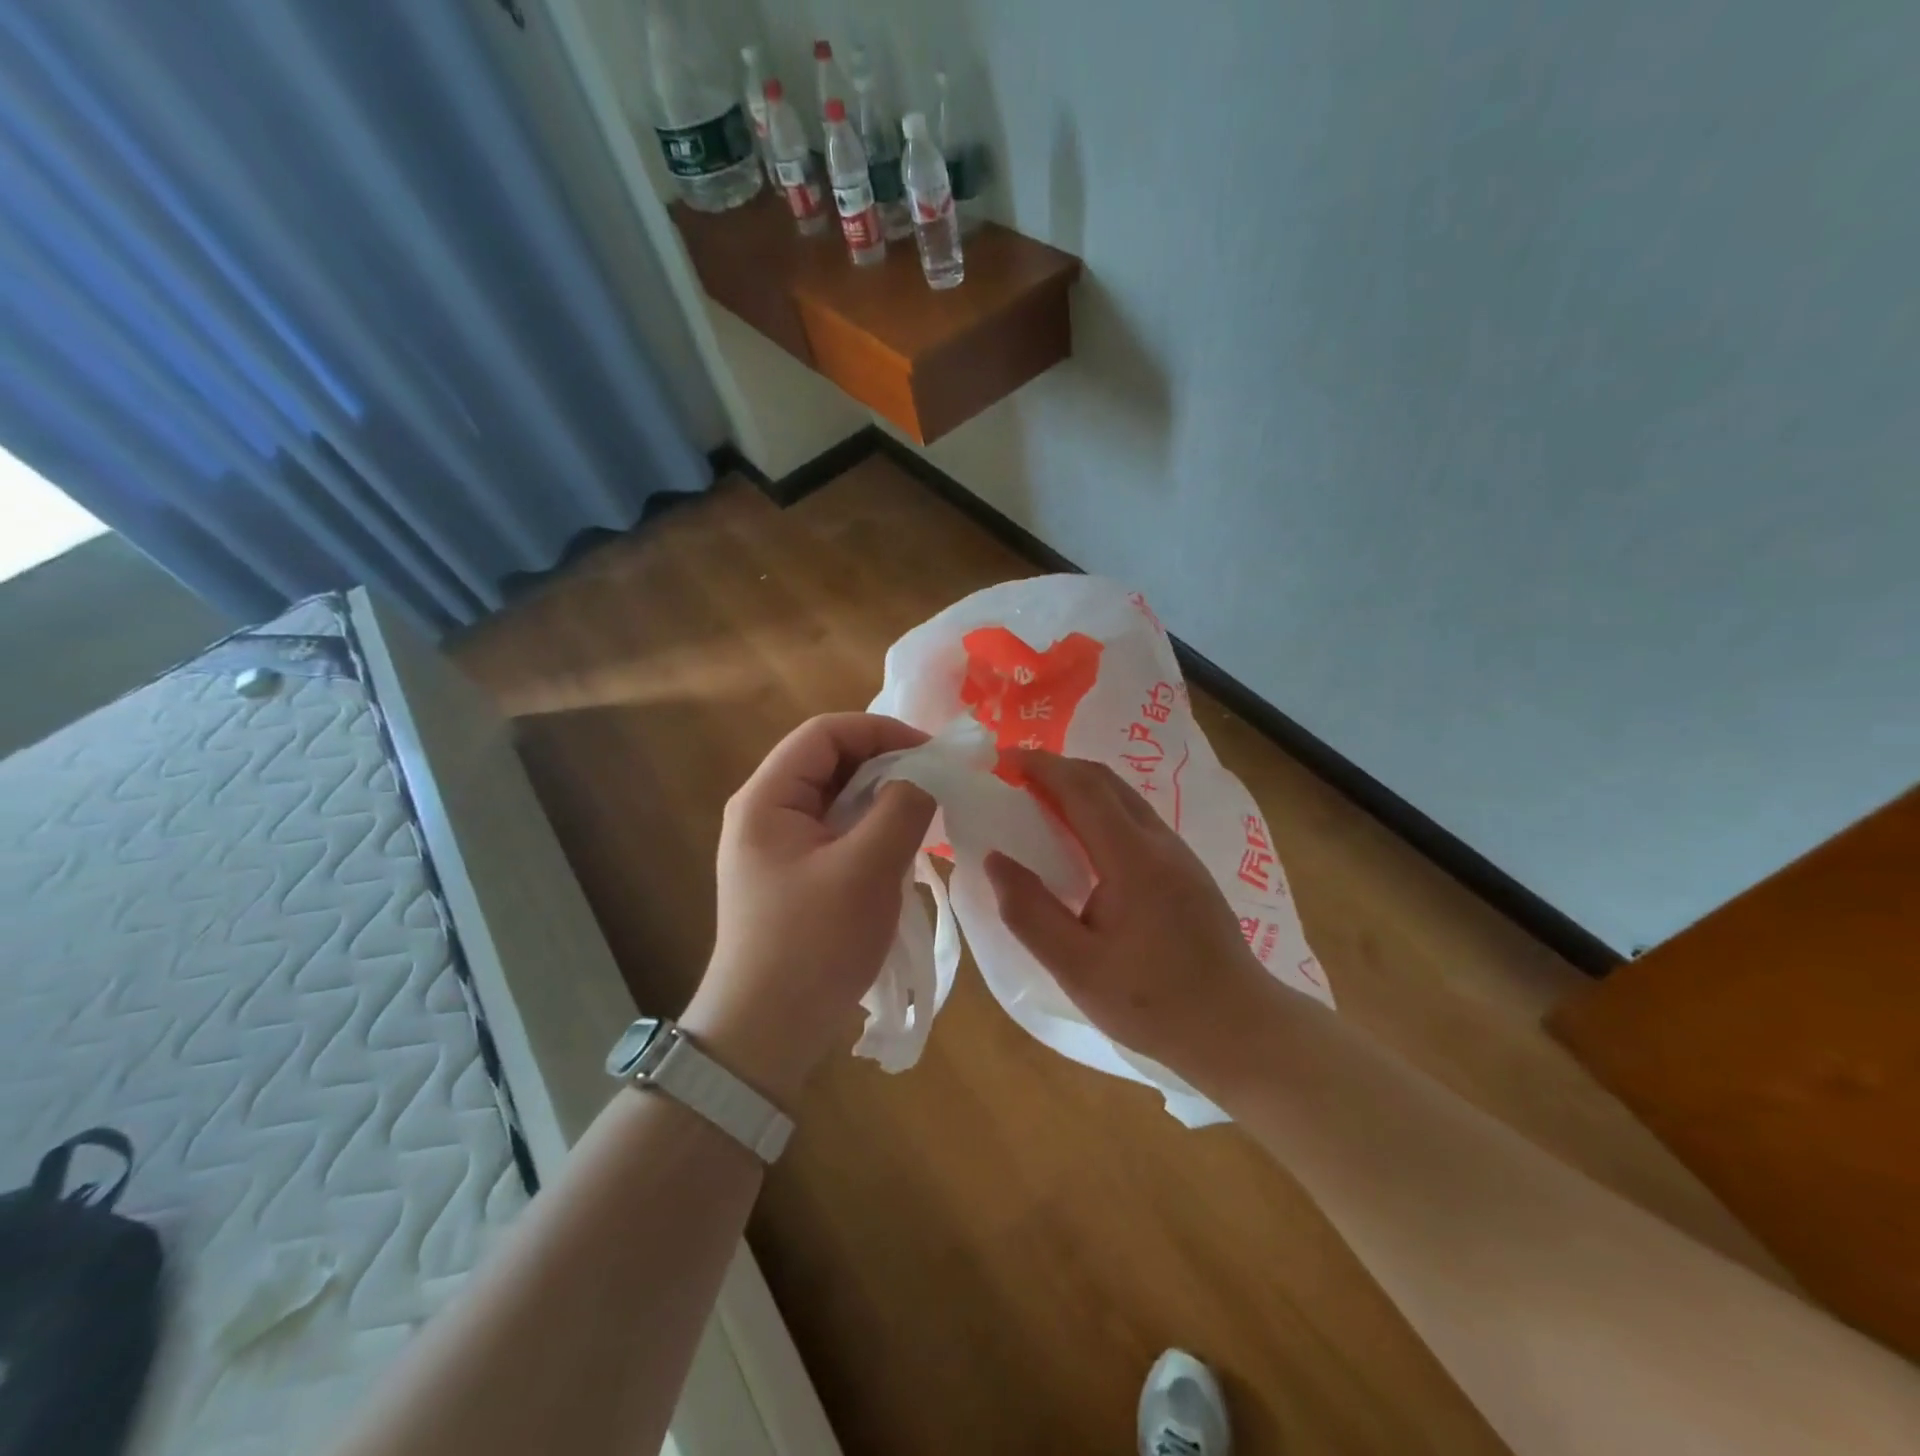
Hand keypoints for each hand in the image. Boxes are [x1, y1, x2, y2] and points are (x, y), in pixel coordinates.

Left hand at [683, 713, 934, 1106]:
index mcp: (767, 798)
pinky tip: (903, 846)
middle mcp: (766, 811)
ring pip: (837, 798)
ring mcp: (778, 845)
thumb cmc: (813, 944)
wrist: (766, 1033)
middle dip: (886, 763)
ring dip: (883, 798)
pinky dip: (872, 828)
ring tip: (927, 812)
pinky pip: (838, 831)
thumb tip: (926, 776)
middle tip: (936, 782)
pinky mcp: (793, 874)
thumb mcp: (867, 869)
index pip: (825, 733)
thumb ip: (902, 808)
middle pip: (830, 761)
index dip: (881, 731)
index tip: (931, 754)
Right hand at [984, 750, 1273, 1077]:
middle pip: (1105, 781)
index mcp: (1133, 858)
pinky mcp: (1187, 871)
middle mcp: (1159, 842)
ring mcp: (1179, 854)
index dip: (1039, 766)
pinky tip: (1082, 841)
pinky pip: (1136, 820)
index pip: (1082, 788)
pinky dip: (1099, 810)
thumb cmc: (1153, 1003)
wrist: (1239, 1029)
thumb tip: (994, 859)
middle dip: (1057, 767)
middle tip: (1014, 777)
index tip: (1000, 761)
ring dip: (1080, 787)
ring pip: (1124, 798)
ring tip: (1039, 802)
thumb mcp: (1077, 968)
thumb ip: (1030, 912)